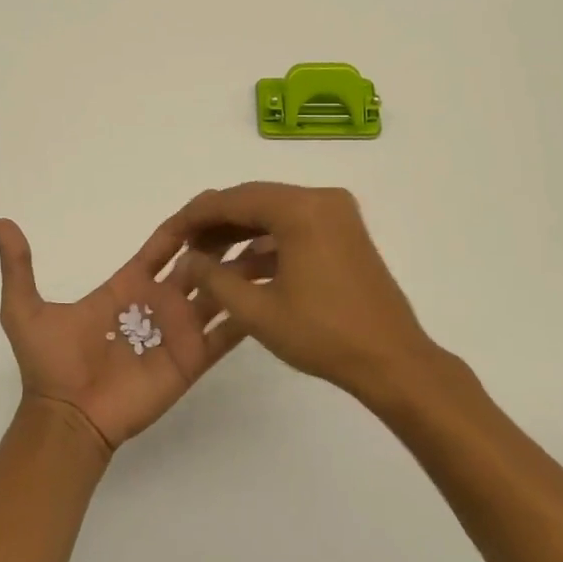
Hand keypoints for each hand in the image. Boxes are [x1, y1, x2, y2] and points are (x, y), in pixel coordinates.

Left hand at [0, 213, 257, 453]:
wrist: (66, 417)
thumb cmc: (50, 364)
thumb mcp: (25, 309)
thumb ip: (19, 266)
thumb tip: (0, 223)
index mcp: (127, 286)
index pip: (162, 248)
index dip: (183, 226)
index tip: (207, 202)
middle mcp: (158, 304)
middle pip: (197, 264)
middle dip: (221, 242)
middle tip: (252, 217)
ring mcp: (178, 332)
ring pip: (218, 293)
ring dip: (242, 272)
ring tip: (274, 247)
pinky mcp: (191, 360)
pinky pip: (224, 334)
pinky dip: (247, 314)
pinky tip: (274, 291)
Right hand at [175, 183, 459, 402]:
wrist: (393, 361)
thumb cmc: (324, 335)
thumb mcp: (258, 310)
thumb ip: (214, 278)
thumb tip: (186, 260)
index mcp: (301, 209)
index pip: (234, 200)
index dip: (196, 216)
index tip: (169, 235)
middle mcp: (320, 200)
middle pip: (253, 201)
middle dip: (216, 224)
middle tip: (184, 248)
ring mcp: (336, 215)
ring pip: (273, 214)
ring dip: (239, 234)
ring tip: (206, 260)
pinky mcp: (344, 234)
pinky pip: (293, 227)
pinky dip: (265, 244)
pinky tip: (240, 268)